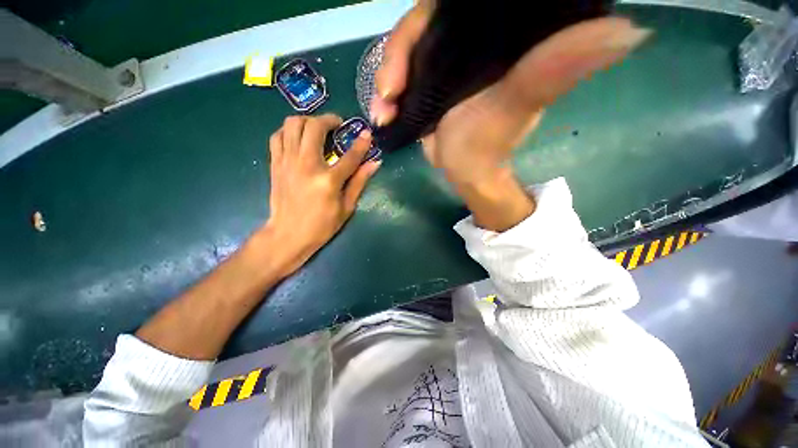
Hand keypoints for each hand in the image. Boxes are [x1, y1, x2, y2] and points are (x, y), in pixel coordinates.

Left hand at [263, 114, 380, 276]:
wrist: (288, 235)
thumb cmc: (322, 225)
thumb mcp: (347, 207)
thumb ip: (359, 182)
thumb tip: (374, 163)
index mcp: (328, 180)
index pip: (350, 155)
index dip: (361, 143)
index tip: (367, 134)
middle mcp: (306, 165)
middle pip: (314, 127)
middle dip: (329, 119)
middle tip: (337, 125)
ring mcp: (287, 162)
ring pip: (292, 124)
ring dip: (307, 121)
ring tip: (317, 129)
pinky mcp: (275, 164)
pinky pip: (278, 136)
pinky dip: (289, 131)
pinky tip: (299, 138)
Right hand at [371, 2, 650, 184]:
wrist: (466, 171)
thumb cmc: (489, 144)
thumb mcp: (518, 105)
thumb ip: (555, 68)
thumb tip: (630, 30)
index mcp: (493, 37)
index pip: (452, 6)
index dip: (423, 21)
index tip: (407, 55)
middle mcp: (466, 42)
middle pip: (420, 26)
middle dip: (396, 56)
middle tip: (388, 94)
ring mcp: (441, 63)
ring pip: (404, 54)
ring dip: (386, 80)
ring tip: (383, 112)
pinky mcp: (425, 84)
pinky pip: (398, 77)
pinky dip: (385, 94)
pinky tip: (383, 114)